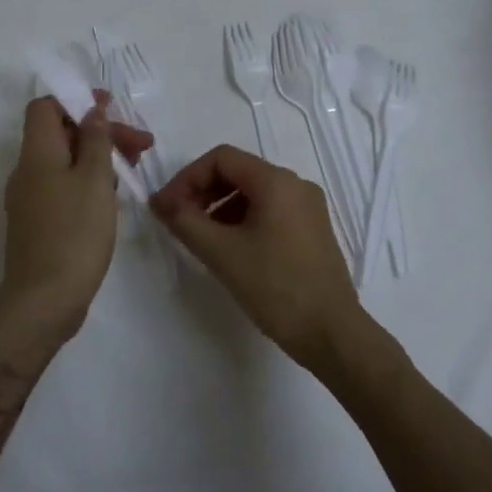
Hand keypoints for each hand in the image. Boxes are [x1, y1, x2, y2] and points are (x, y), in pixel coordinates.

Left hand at [1, 93, 153, 333]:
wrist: (44, 301)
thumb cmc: (74, 232)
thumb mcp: (94, 179)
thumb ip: (95, 140)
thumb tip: (91, 111)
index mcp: (37, 153)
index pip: (45, 107)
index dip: (76, 101)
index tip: (111, 109)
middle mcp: (27, 171)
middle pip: (61, 133)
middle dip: (100, 132)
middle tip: (140, 145)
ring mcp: (30, 199)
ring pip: (65, 162)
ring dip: (98, 158)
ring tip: (132, 170)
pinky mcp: (39, 223)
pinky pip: (63, 187)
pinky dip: (88, 182)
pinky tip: (112, 199)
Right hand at [149, 144, 363, 369]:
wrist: (332, 333)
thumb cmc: (275, 287)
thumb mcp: (222, 253)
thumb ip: (185, 221)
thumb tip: (159, 201)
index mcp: (276, 181)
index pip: (221, 158)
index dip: (188, 177)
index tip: (168, 207)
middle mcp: (296, 184)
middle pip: (238, 171)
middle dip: (203, 191)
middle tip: (179, 221)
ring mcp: (308, 207)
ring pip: (253, 192)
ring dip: (220, 207)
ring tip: (201, 238)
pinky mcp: (312, 229)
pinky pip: (270, 210)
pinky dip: (243, 219)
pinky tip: (230, 248)